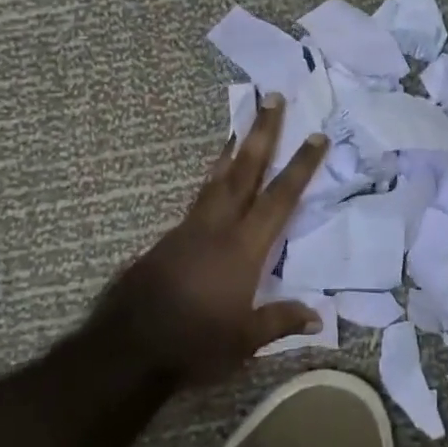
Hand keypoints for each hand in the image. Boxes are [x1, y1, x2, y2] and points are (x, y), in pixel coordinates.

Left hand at [93, 93, 328, 383]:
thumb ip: (281, 320)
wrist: (128, 348)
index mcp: (244, 248)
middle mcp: (218, 227)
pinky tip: (216, 178)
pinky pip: (200, 197)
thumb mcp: (245, 340)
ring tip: (242, 125)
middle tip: (272, 98)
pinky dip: (213, 178)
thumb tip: (319, 315)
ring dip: (234, 149)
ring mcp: (191, 229)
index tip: (316, 136)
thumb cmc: (194, 343)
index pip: (280, 199)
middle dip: (262, 133)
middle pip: (245, 170)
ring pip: (217, 178)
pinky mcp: (170, 238)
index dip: (300, 167)